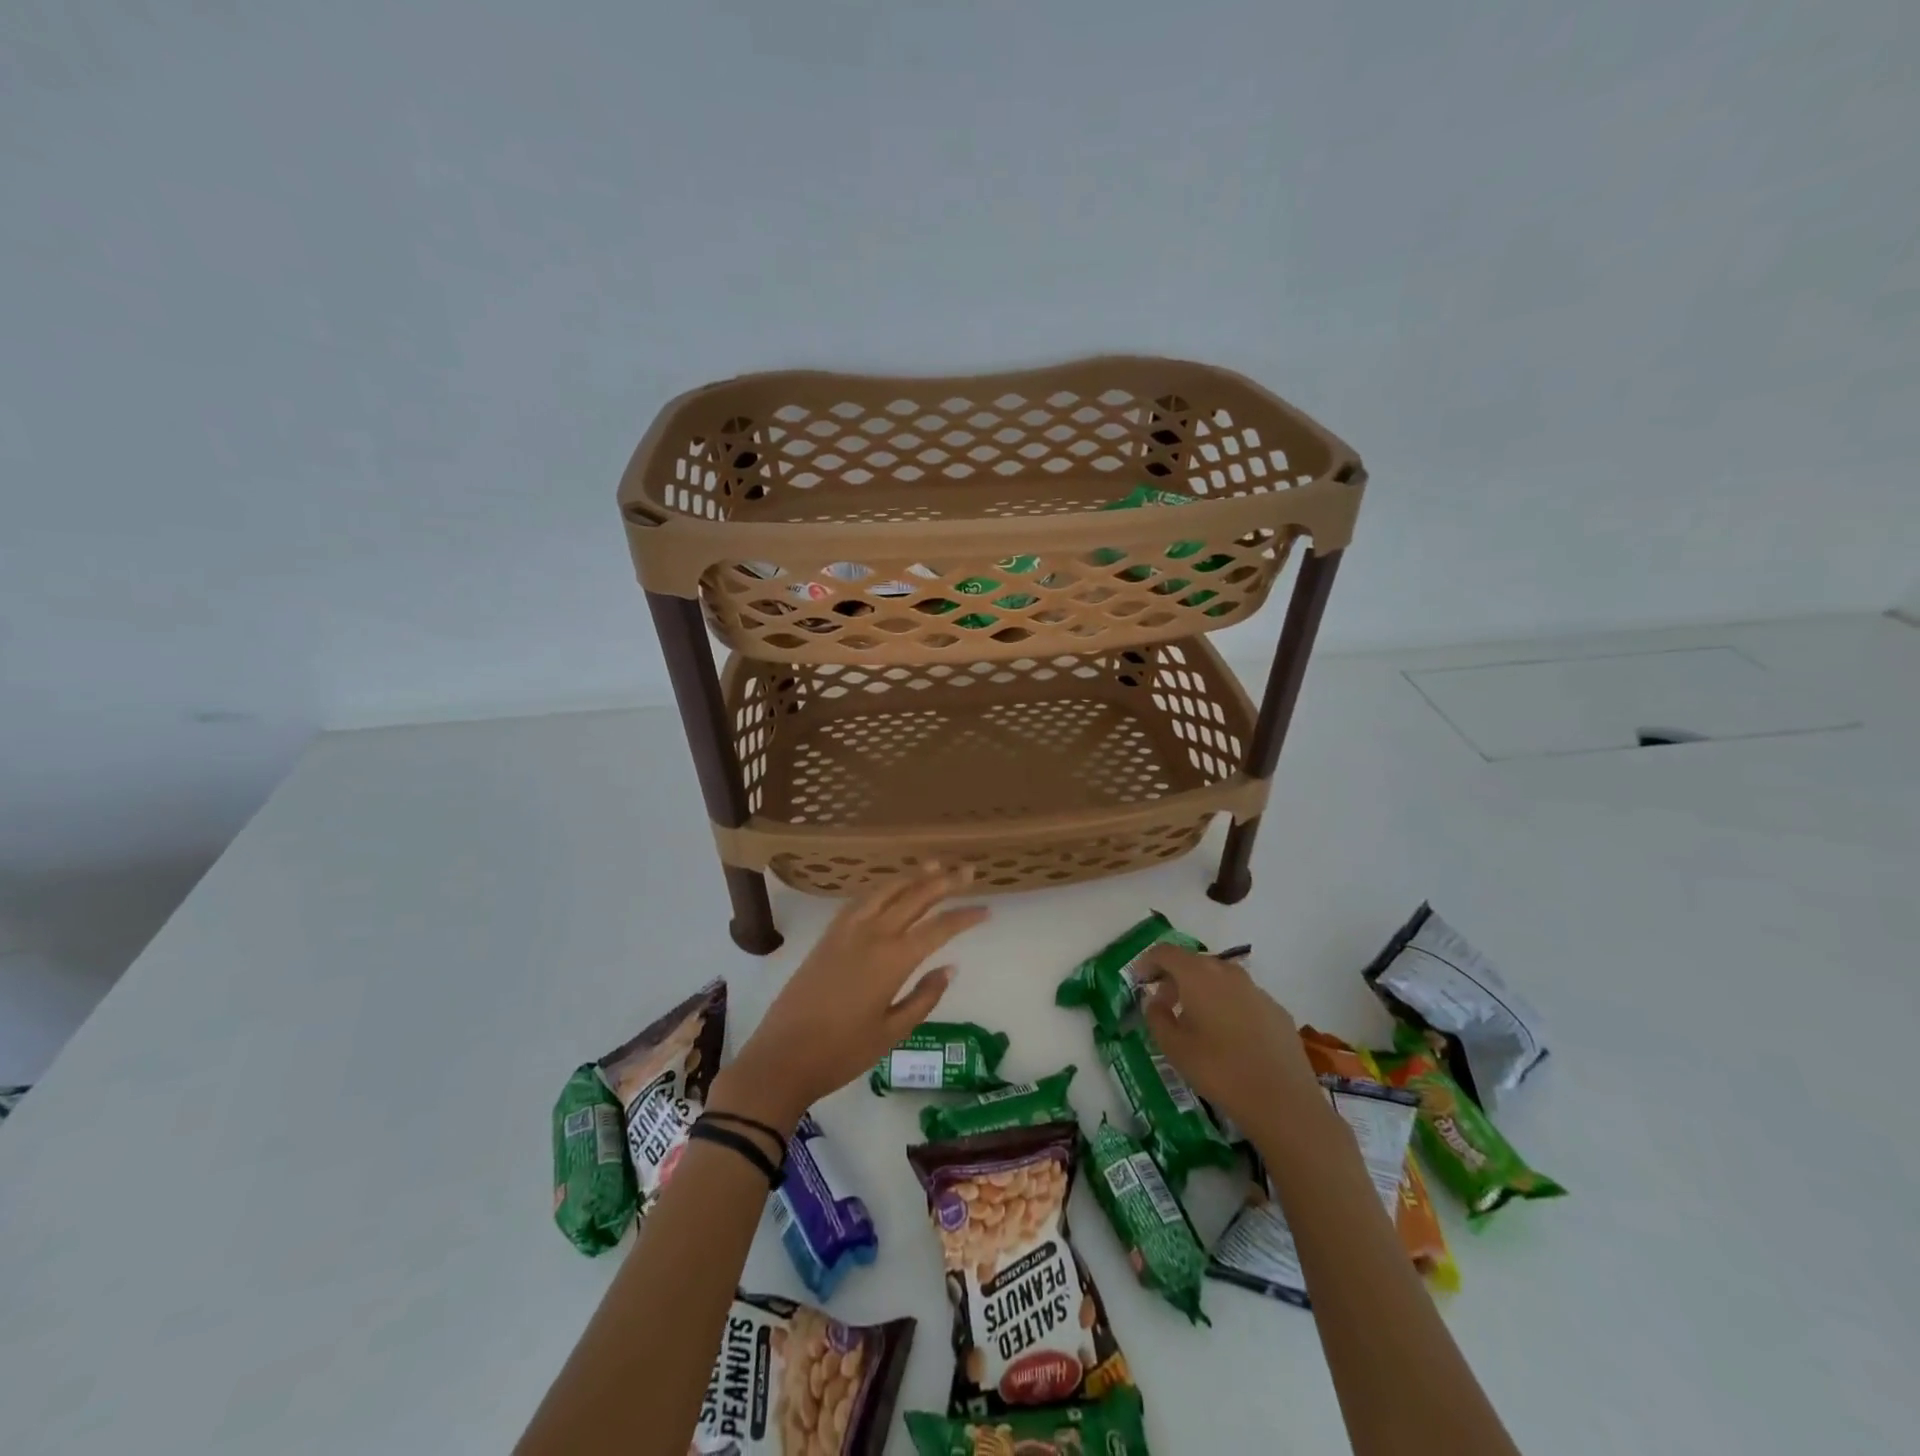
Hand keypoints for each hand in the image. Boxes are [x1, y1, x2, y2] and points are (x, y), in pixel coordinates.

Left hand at [712, 865, 988, 1129]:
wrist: (782, 1057)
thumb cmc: (842, 1052)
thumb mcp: (892, 1032)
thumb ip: (924, 997)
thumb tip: (949, 967)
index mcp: (892, 959)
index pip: (939, 928)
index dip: (965, 917)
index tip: (986, 910)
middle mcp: (872, 935)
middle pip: (914, 898)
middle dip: (944, 882)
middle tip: (968, 869)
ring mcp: (846, 931)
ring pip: (885, 891)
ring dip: (912, 877)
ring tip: (933, 865)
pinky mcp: (827, 936)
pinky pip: (860, 900)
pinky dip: (881, 888)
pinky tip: (888, 888)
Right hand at [1138, 942, 1320, 1133]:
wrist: (1283, 1101)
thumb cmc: (1219, 1070)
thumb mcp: (1174, 1048)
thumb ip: (1157, 1017)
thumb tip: (1155, 1001)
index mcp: (1198, 975)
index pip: (1165, 952)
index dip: (1148, 962)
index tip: (1139, 981)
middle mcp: (1227, 973)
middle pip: (1194, 962)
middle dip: (1174, 978)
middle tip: (1165, 1005)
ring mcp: (1256, 990)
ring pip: (1220, 979)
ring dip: (1202, 991)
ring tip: (1196, 1022)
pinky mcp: (1276, 1010)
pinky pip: (1242, 997)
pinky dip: (1227, 1006)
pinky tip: (1229, 1038)